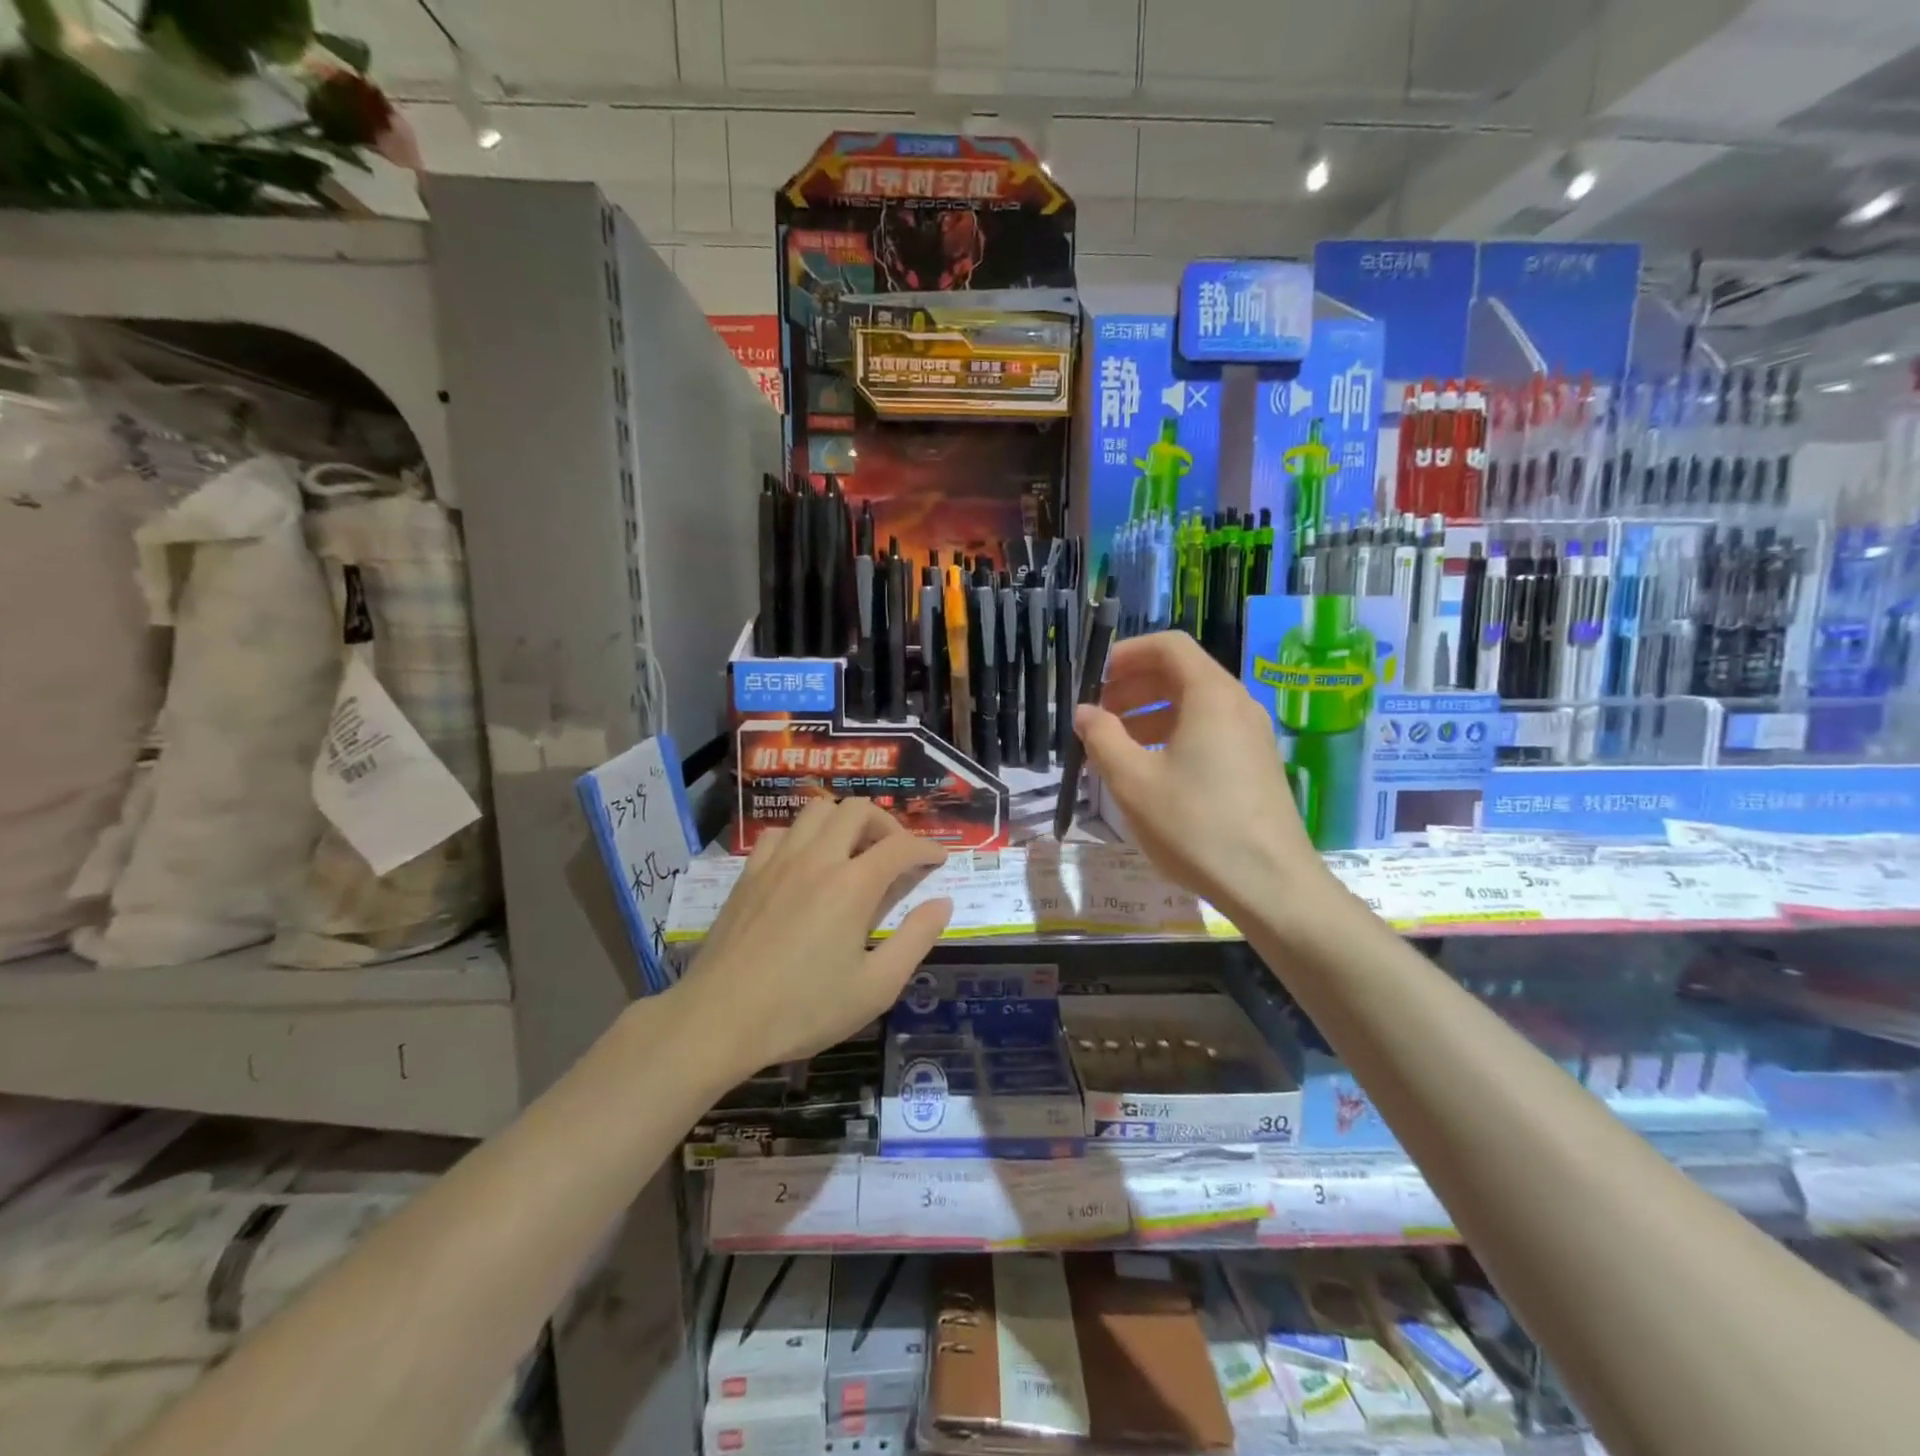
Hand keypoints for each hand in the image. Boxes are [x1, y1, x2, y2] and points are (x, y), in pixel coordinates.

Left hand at [675, 798, 952, 1079]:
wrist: (719, 1020)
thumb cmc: (803, 1009)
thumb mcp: (876, 987)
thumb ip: (915, 939)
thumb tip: (942, 903)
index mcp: (853, 885)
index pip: (901, 846)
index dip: (927, 848)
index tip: (939, 860)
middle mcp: (817, 859)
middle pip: (857, 809)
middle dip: (887, 824)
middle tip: (896, 855)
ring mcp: (778, 862)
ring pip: (817, 810)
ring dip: (844, 821)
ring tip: (853, 852)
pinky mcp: (749, 874)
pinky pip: (780, 832)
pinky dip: (803, 836)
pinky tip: (805, 864)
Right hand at [1073, 631, 1328, 919]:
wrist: (1271, 885)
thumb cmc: (1196, 826)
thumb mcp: (1133, 781)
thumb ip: (1102, 738)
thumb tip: (1085, 713)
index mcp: (1211, 695)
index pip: (1167, 646)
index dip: (1126, 654)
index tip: (1093, 679)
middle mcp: (1237, 704)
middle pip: (1180, 673)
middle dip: (1132, 686)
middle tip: (1097, 715)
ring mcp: (1251, 735)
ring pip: (1193, 705)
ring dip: (1148, 714)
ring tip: (1114, 745)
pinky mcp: (1255, 764)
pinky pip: (1208, 731)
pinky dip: (1172, 736)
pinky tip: (1149, 770)